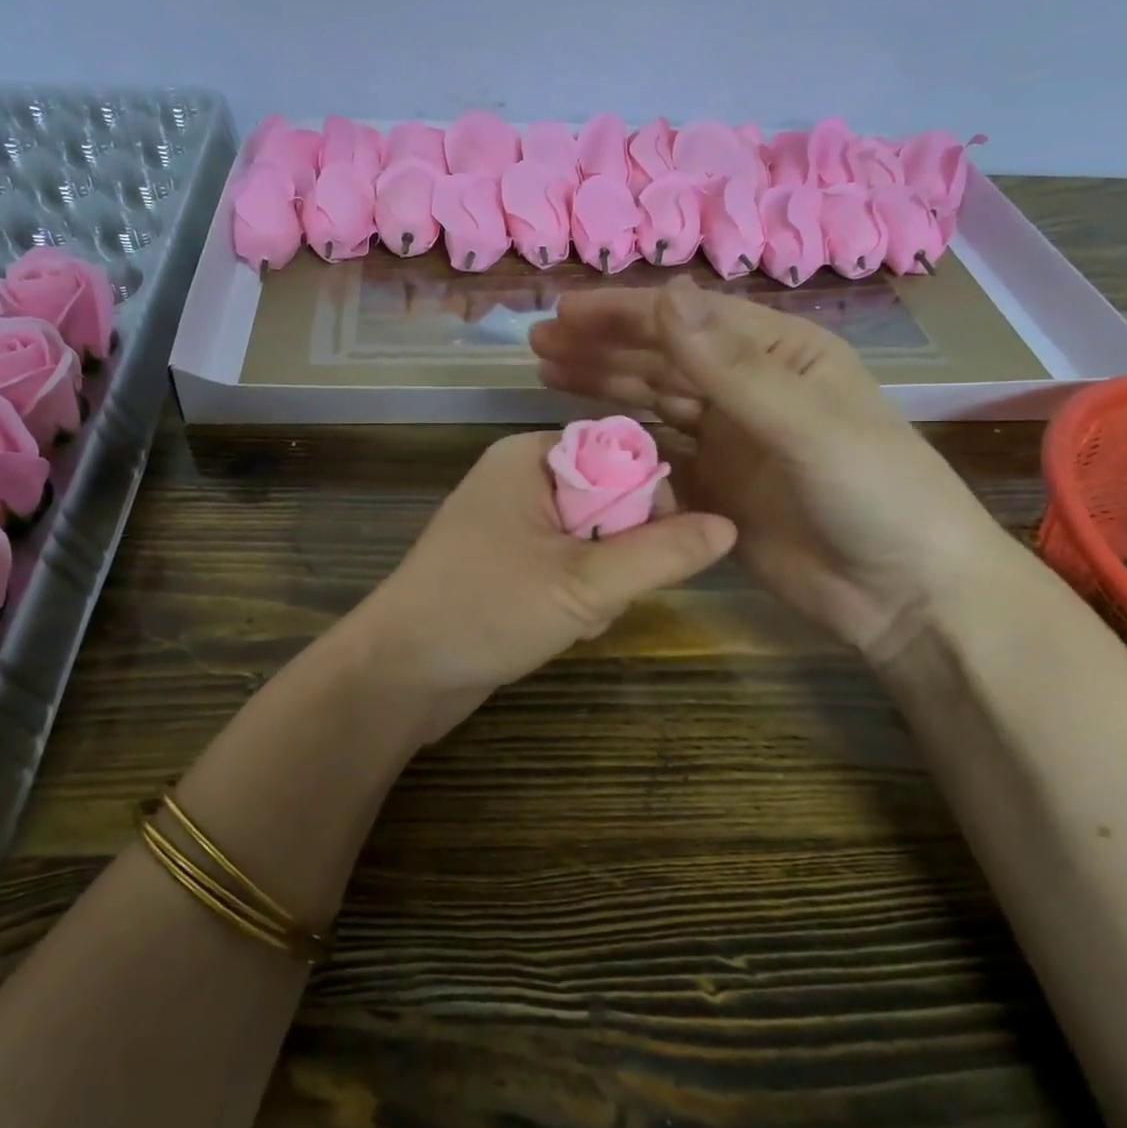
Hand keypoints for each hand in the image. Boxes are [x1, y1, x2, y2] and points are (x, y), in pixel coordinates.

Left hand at [344, 431, 735, 745]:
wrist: (398, 674)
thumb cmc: (486, 610)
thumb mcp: (584, 583)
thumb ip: (660, 554)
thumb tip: (728, 525)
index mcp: (530, 456)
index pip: (621, 453)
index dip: (652, 501)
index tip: (659, 555)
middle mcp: (519, 478)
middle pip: (611, 499)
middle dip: (621, 555)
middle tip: (604, 596)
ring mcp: (509, 522)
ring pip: (593, 540)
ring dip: (600, 584)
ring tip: (577, 619)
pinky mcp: (505, 563)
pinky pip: (566, 565)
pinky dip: (575, 596)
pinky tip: (561, 628)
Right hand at [530, 277, 1014, 656]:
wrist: (906, 595)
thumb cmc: (875, 492)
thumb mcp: (806, 424)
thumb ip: (731, 366)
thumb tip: (666, 294)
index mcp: (778, 354)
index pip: (687, 321)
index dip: (623, 314)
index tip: (563, 311)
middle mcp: (748, 390)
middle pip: (661, 359)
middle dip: (601, 347)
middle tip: (540, 342)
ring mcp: (730, 442)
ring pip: (653, 404)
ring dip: (603, 387)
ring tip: (547, 375)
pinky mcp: (716, 490)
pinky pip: (659, 458)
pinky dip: (623, 446)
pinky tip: (585, 438)